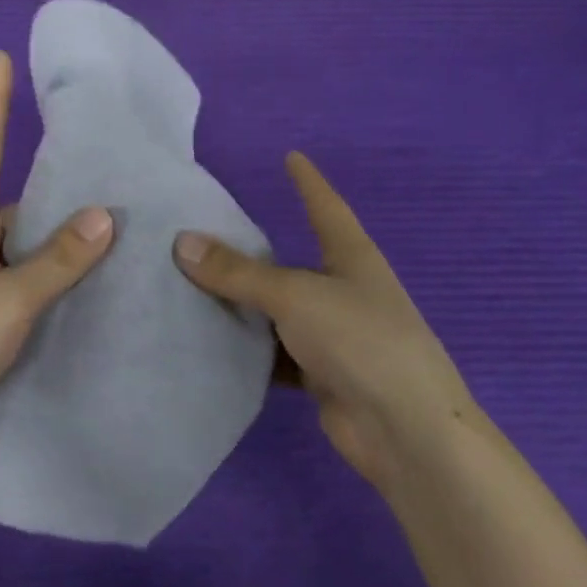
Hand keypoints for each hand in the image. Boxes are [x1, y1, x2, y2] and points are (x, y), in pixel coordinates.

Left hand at [0, 51, 114, 479]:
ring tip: (115, 228)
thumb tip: (105, 214)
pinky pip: (18, 277)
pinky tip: (84, 283)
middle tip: (109, 168)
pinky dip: (47, 274)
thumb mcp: (9, 301)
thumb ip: (58, 260)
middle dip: (52, 183)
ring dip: (55, 237)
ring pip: (18, 242)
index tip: (0, 58)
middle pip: (10, 197)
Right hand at [173, 152, 469, 488]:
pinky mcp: (322, 375)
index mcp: (351, 258)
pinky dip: (249, 351)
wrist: (404, 430)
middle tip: (200, 237)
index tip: (292, 156)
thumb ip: (238, 273)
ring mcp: (335, 336)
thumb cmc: (359, 340)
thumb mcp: (294, 295)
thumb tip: (182, 242)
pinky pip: (275, 354)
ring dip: (244, 308)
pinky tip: (211, 346)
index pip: (325, 207)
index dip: (308, 182)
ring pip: (278, 313)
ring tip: (189, 292)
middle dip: (252, 254)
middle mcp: (345, 291)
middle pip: (291, 263)